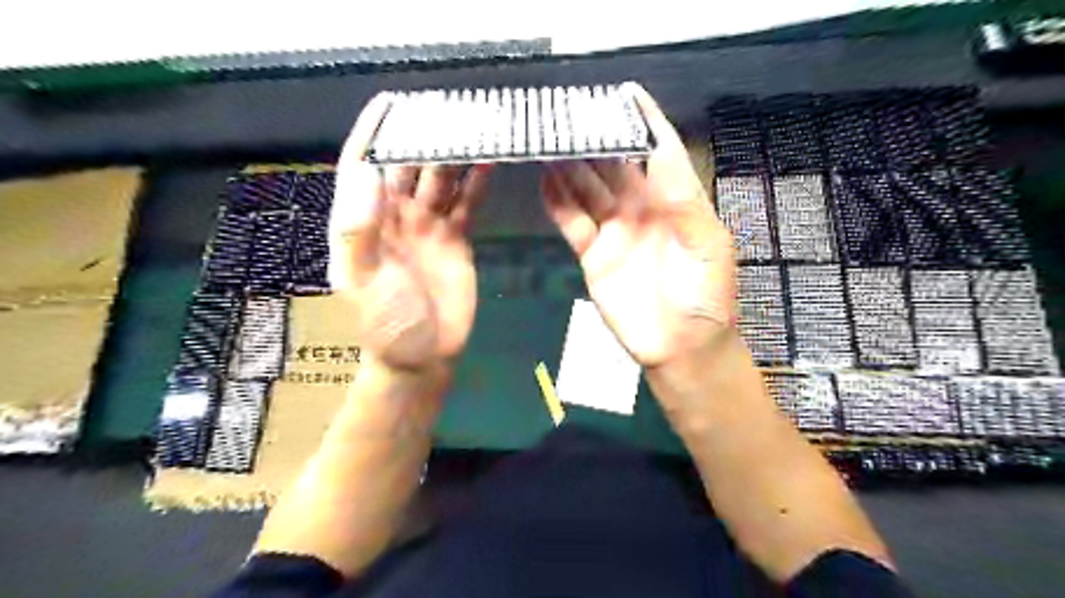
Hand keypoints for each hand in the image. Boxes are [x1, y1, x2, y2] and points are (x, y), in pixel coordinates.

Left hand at [328, 93, 495, 372]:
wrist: (424, 355)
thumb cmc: (385, 322)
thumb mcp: (363, 279)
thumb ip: (359, 228)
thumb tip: (367, 170)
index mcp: (364, 221)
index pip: (363, 166)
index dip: (374, 133)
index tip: (390, 103)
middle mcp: (395, 216)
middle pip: (408, 166)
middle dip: (423, 137)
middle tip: (447, 108)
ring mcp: (428, 226)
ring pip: (441, 180)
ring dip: (454, 155)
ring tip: (473, 126)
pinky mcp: (456, 239)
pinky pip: (466, 204)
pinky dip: (476, 183)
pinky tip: (489, 161)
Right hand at [545, 82, 736, 370]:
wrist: (680, 348)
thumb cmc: (705, 298)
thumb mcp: (708, 247)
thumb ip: (684, 202)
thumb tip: (659, 151)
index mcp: (675, 202)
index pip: (658, 153)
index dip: (644, 123)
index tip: (627, 94)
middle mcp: (642, 209)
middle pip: (614, 166)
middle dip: (595, 140)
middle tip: (571, 114)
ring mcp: (614, 231)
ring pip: (588, 190)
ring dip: (570, 166)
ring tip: (550, 140)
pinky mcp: (593, 254)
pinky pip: (572, 222)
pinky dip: (558, 203)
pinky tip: (545, 181)